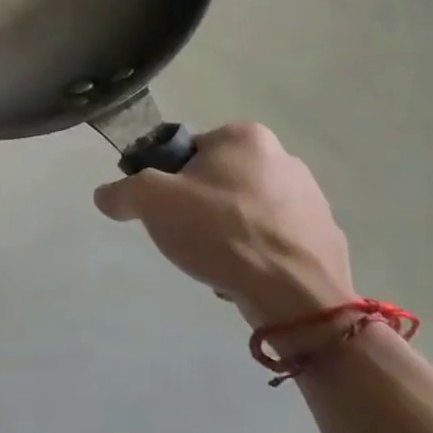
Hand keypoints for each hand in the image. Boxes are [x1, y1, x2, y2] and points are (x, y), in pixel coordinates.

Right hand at [93, 123, 353, 329]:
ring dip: (231, 231)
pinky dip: (259, 254)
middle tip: (188, 236)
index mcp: (245, 137)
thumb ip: (122, 191)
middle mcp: (285, 158)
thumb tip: (106, 196)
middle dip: (203, 206)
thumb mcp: (151, 202)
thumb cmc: (221, 232)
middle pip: (221, 180)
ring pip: (249, 211)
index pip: (191, 151)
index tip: (167, 210)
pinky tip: (246, 276)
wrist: (296, 295)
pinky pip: (278, 241)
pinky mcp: (326, 238)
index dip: (171, 180)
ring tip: (217, 262)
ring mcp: (313, 199)